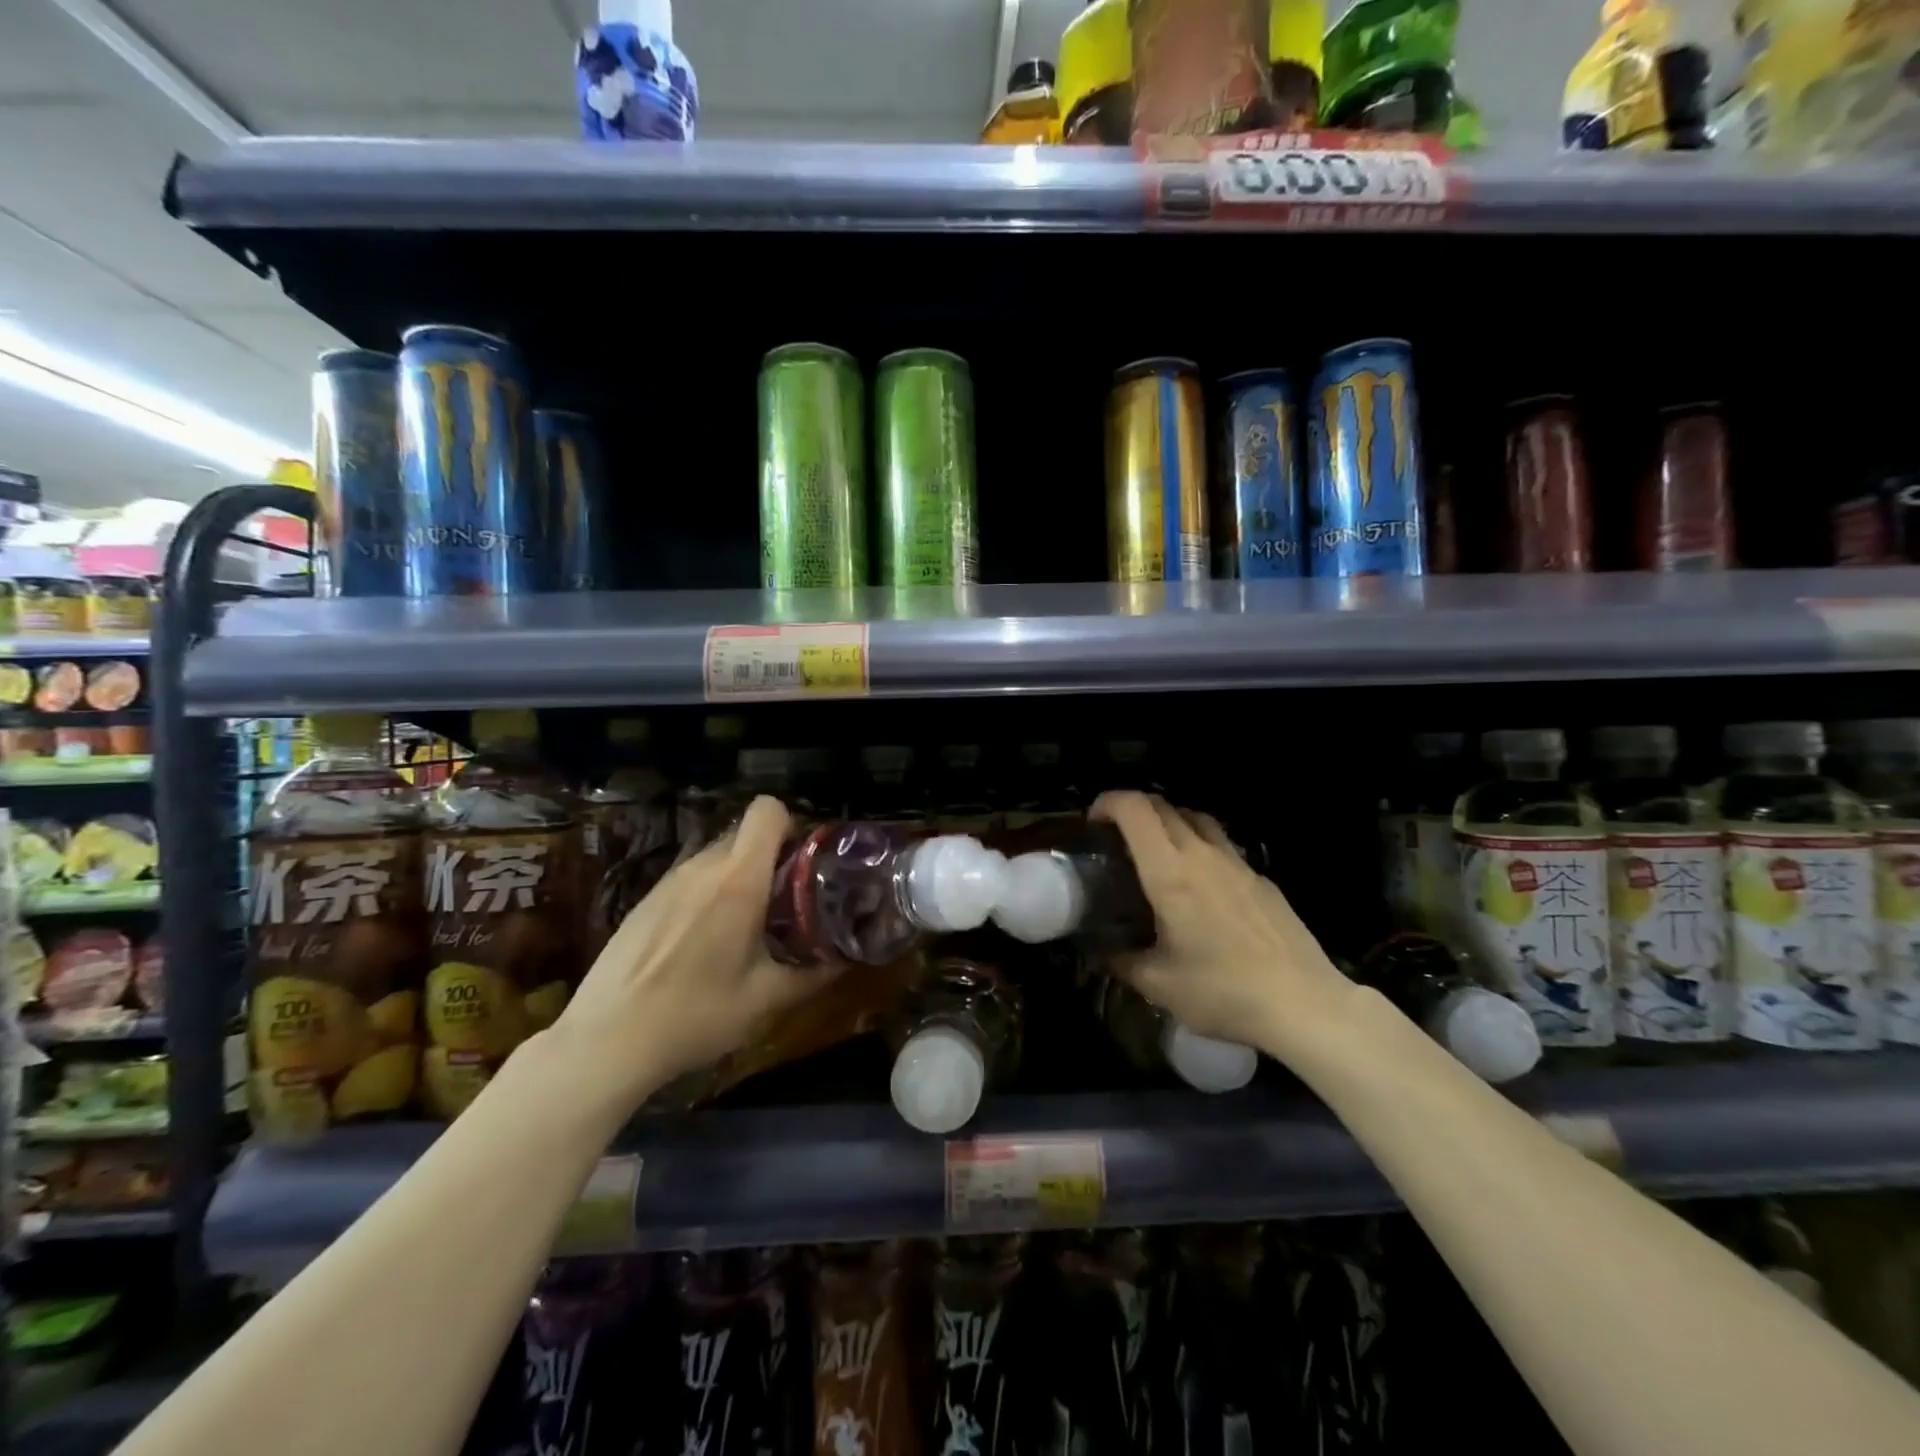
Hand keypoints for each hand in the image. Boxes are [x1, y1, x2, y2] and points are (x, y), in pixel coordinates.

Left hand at [545, 795, 837, 1115]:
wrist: (605, 1041)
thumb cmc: (695, 1015)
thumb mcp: (765, 1000)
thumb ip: (813, 974)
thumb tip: (846, 960)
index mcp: (738, 880)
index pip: (767, 811)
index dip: (791, 825)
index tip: (803, 862)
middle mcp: (703, 867)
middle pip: (745, 833)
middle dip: (770, 856)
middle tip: (784, 899)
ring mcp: (668, 880)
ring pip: (716, 856)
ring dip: (738, 875)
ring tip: (746, 923)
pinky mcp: (645, 899)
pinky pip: (690, 878)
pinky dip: (708, 893)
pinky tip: (702, 941)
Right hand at [1091, 790, 1358, 1058]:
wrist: (1303, 1004)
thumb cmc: (1223, 992)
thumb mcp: (1159, 985)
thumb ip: (1123, 962)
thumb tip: (1104, 953)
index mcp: (1169, 873)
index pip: (1134, 809)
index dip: (1108, 802)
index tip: (1093, 823)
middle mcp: (1202, 855)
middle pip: (1162, 806)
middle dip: (1132, 811)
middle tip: (1117, 839)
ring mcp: (1237, 863)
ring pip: (1196, 819)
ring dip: (1169, 823)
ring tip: (1157, 853)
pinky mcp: (1261, 879)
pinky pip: (1222, 846)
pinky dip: (1200, 848)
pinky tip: (1201, 887)